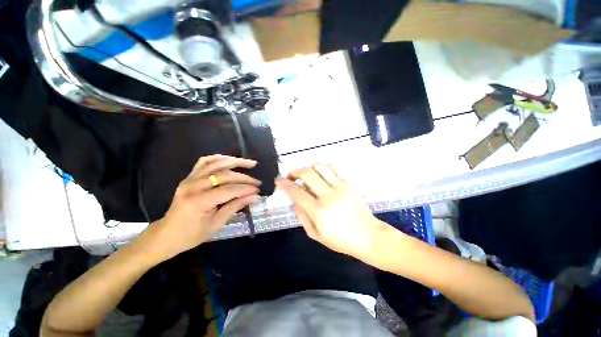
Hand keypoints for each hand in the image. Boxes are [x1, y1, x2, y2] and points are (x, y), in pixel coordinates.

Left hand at [141, 155, 261, 261]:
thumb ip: (235, 206)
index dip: (246, 189)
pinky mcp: (188, 177)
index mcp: (198, 202)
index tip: (258, 190)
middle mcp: (192, 186)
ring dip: (235, 161)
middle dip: (244, 178)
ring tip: (250, 163)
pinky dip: (219, 158)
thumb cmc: (191, 235)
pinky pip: (204, 161)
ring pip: (215, 163)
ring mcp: (189, 179)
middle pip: (224, 175)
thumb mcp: (216, 224)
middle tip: (257, 182)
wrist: (166, 234)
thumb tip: (255, 197)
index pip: (229, 190)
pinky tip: (230, 160)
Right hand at [276, 164, 385, 258]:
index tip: (278, 181)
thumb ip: (301, 215)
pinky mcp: (348, 183)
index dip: (285, 184)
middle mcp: (328, 196)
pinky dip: (321, 168)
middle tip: (291, 176)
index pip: (296, 192)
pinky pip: (332, 169)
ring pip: (320, 167)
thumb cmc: (340, 240)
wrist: (368, 235)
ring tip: (305, 174)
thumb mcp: (315, 234)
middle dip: (295, 172)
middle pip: (307, 174)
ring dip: (308, 168)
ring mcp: (340, 187)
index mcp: (319, 212)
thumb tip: (294, 199)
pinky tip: (319, 175)